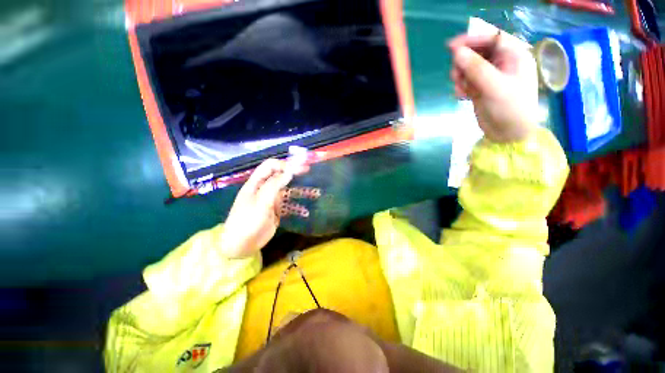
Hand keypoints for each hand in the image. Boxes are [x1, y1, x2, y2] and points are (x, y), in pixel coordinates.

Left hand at [220, 159, 308, 258]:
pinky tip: (306, 211)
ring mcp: (271, 200)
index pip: (270, 166)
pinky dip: (297, 206)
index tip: (299, 168)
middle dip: (295, 175)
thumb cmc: (248, 221)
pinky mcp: (276, 211)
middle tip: (309, 173)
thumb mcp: (261, 202)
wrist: (241, 245)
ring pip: (287, 191)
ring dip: (300, 191)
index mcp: (257, 183)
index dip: (284, 164)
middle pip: (281, 177)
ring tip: (315, 193)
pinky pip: (289, 205)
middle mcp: (264, 189)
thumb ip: (274, 185)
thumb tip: (289, 172)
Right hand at [448, 33, 538, 142]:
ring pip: (468, 67)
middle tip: (456, 77)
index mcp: (513, 55)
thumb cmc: (510, 109)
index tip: (451, 47)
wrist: (507, 134)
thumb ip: (476, 68)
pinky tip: (462, 96)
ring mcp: (490, 75)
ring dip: (460, 77)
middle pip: (477, 52)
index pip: (491, 38)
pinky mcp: (481, 87)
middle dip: (464, 63)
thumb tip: (457, 53)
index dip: (471, 39)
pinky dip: (461, 86)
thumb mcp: (494, 87)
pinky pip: (466, 80)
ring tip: (461, 90)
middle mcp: (502, 62)